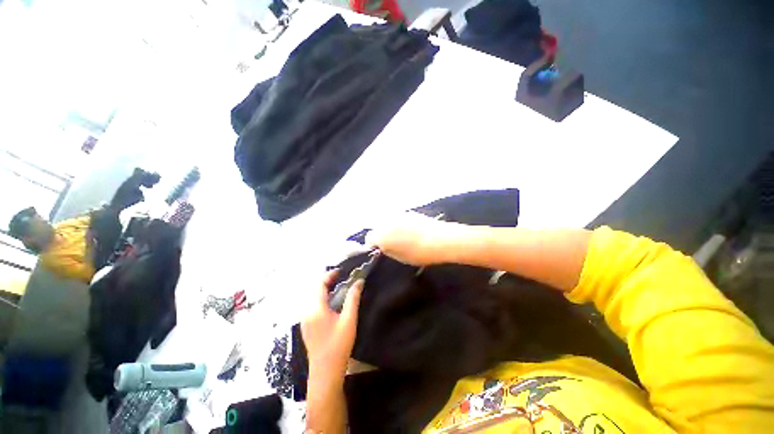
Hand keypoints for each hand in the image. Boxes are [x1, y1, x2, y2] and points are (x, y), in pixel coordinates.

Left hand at [301, 270, 362, 376]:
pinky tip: (331, 301)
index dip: (329, 275)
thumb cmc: (339, 345)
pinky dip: (320, 297)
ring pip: (311, 296)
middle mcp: (306, 311)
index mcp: (316, 309)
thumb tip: (359, 281)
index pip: (319, 284)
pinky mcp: (306, 325)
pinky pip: (311, 304)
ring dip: (322, 288)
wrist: (325, 372)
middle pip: (313, 289)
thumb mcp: (349, 320)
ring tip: (337, 286)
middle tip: (341, 277)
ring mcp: (304, 319)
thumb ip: (353, 298)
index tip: (341, 271)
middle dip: (326, 280)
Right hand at [366, 212, 455, 265]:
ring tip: (403, 237)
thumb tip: (383, 246)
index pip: (369, 238)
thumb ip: (387, 250)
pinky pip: (399, 219)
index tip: (380, 250)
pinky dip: (401, 224)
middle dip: (382, 235)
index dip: (373, 244)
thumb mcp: (399, 257)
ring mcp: (398, 214)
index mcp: (381, 235)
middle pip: (378, 227)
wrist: (440, 240)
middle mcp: (386, 221)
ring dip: (391, 228)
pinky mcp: (409, 212)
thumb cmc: (418, 253)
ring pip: (389, 222)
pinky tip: (412, 231)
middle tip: (392, 244)